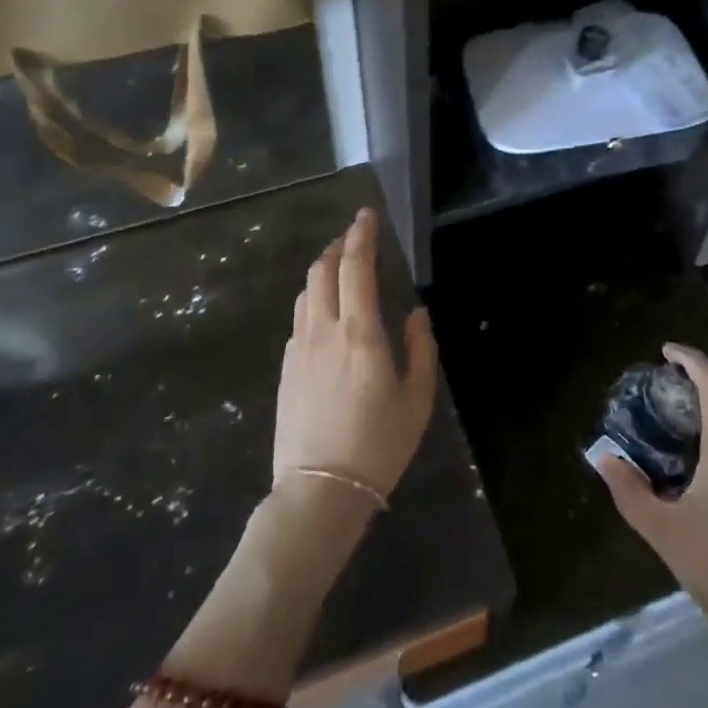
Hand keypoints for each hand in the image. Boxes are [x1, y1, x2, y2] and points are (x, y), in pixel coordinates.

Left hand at [274, 207, 437, 505]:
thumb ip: (421, 348)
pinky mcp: (286, 367)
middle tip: (355, 237)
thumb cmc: (378, 445)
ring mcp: (299, 347)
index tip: (367, 216)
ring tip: (340, 267)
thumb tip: (417, 312)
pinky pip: (299, 317)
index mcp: (359, 332)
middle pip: (322, 270)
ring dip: (322, 269)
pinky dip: (313, 298)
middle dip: (337, 245)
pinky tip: (326, 311)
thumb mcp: (416, 399)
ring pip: (306, 291)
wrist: (319, 491)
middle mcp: (324, 330)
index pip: (355, 267)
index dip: (361, 235)